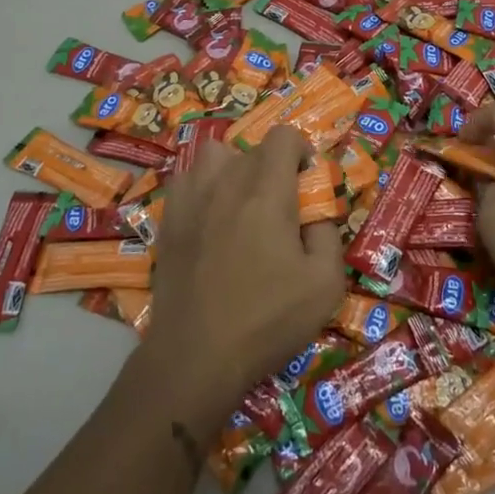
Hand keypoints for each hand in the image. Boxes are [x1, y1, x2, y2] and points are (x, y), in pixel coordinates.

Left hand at [141, 129, 345, 418]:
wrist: (195, 357)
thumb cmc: (267, 320)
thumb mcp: (325, 284)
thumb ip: (328, 234)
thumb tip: (316, 213)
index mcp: (267, 191)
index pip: (284, 136)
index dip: (302, 151)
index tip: (307, 184)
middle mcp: (226, 182)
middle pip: (253, 148)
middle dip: (273, 168)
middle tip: (280, 209)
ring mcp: (190, 199)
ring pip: (213, 155)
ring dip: (233, 169)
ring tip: (241, 204)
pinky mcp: (167, 221)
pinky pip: (186, 181)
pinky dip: (202, 188)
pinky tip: (210, 219)